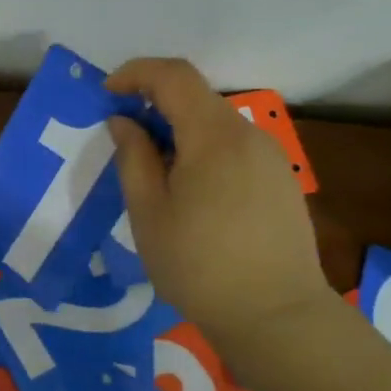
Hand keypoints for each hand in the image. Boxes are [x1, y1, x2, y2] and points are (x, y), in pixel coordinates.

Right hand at [105, 58, 331, 347]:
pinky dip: (203, 149)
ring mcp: (272, 158)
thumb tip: (124, 122)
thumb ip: (133, 157)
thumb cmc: (199, 265)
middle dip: (154, 103)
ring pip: (215, 123)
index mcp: (214, 136)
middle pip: (196, 97)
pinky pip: (234, 147)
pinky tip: (191, 192)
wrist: (278, 317)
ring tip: (154, 171)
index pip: (174, 75)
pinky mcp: (282, 181)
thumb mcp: (148, 212)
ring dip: (178, 130)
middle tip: (124, 137)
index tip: (108, 94)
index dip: (136, 73)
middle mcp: (249, 135)